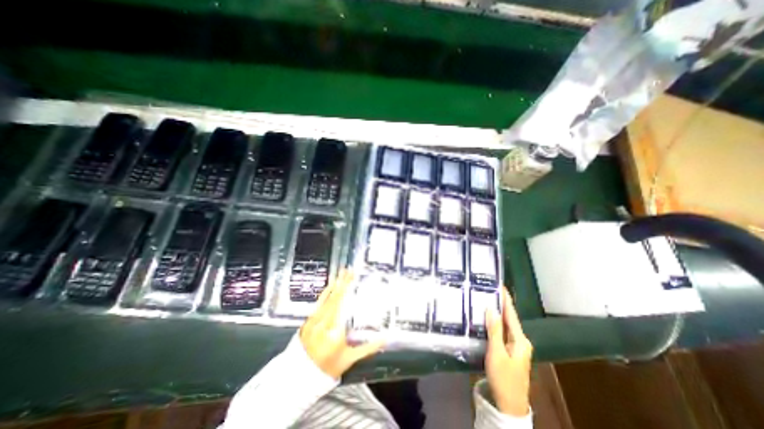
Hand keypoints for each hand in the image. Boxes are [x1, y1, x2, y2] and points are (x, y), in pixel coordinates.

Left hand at [298, 270, 381, 379]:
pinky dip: (325, 293)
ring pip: (326, 298)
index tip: (353, 278)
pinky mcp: (308, 320)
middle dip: (343, 283)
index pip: (342, 304)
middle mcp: (323, 322)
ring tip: (341, 273)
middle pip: (335, 298)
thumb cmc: (327, 368)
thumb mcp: (349, 359)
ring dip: (334, 285)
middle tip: (350, 271)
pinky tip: (330, 286)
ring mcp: (314, 320)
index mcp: (334, 330)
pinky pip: (318, 303)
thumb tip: (384, 339)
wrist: (299, 376)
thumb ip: (367, 348)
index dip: (347, 289)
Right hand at [486, 287, 532, 416]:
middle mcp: (520, 341)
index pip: (511, 314)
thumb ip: (494, 330)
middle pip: (508, 318)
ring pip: (504, 325)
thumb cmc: (503, 378)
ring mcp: (515, 346)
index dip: (506, 299)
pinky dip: (494, 323)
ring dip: (496, 313)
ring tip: (485, 299)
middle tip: (487, 290)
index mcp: (520, 340)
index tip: (500, 285)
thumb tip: (491, 308)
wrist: (509, 404)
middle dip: (500, 304)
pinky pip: (501, 332)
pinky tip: (485, 318)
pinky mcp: (508, 351)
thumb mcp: (496, 353)